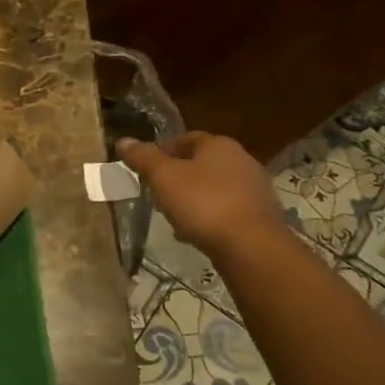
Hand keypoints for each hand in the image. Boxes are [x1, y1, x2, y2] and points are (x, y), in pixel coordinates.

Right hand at [117, 131, 287, 259]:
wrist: (251, 246)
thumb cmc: (203, 203)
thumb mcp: (163, 177)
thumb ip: (142, 157)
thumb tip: (123, 140)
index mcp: (219, 145)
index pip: (186, 138)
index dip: (163, 151)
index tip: (146, 168)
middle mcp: (242, 160)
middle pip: (201, 163)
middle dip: (178, 176)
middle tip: (157, 192)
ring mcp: (255, 189)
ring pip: (214, 188)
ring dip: (194, 198)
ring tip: (174, 216)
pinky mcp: (261, 216)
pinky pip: (227, 209)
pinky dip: (210, 216)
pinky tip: (196, 233)